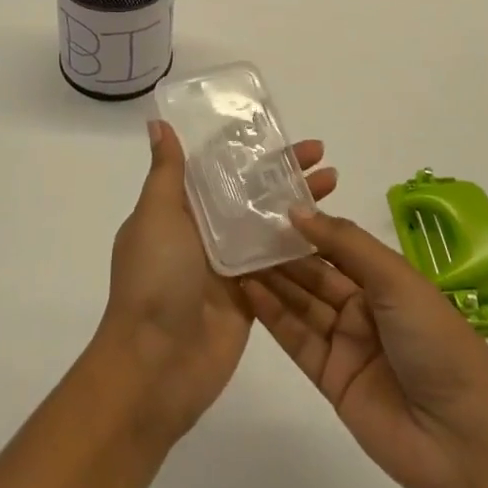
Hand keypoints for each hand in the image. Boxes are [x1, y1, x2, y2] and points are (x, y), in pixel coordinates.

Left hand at [94, 121, 337, 442]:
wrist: (155, 365)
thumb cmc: (154, 279)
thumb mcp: (155, 215)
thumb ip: (167, 171)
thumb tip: (158, 123)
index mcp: (179, 209)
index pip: (218, 166)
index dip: (247, 146)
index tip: (277, 129)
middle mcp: (205, 231)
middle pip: (250, 192)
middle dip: (283, 171)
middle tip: (320, 154)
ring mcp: (230, 265)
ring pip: (269, 223)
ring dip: (299, 202)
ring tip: (333, 182)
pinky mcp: (252, 296)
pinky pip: (279, 262)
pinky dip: (301, 244)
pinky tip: (330, 227)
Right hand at [243, 208, 487, 487]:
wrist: (463, 441)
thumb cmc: (437, 342)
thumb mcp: (396, 280)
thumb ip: (344, 244)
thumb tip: (296, 210)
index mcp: (387, 280)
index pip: (337, 246)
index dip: (305, 227)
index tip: (266, 204)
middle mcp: (365, 308)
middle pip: (315, 274)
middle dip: (281, 252)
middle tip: (239, 226)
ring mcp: (347, 344)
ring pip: (302, 304)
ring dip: (271, 279)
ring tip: (233, 251)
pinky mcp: (330, 379)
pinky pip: (297, 339)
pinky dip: (273, 315)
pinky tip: (248, 288)